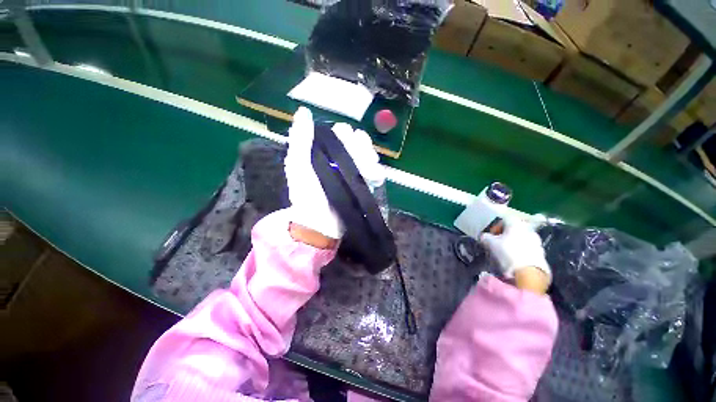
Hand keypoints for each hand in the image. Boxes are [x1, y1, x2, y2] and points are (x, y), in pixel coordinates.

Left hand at [284, 107, 384, 241]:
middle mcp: (341, 157)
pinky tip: (375, 178)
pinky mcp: (364, 183)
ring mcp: (354, 170)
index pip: (341, 131)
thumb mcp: (298, 165)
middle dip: (360, 146)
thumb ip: (301, 138)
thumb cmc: (306, 194)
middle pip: (358, 140)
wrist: (321, 223)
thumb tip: (304, 110)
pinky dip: (377, 171)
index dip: (345, 134)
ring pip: (369, 152)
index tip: (345, 141)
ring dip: (370, 157)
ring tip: (369, 171)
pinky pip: (376, 170)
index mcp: (326, 151)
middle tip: (360, 158)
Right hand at [481, 217, 550, 293]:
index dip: (496, 226)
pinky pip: (528, 249)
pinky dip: (521, 252)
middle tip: (497, 243)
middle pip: (515, 229)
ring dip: (514, 243)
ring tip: (505, 253)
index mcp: (516, 224)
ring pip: (522, 239)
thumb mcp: (490, 243)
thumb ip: (485, 237)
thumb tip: (484, 236)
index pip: (504, 219)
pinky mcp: (542, 254)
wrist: (529, 274)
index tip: (490, 235)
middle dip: (505, 235)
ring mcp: (537, 242)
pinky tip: (514, 260)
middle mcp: (529, 230)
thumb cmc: (507, 253)